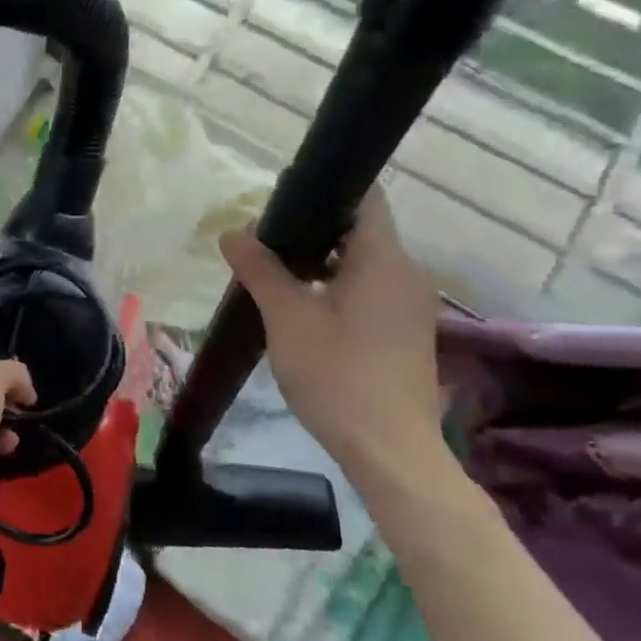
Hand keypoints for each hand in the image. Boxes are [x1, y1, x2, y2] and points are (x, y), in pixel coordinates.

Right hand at [220, 189, 453, 501]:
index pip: (363, 198)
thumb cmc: (337, 374)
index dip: (323, 190)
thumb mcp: (287, 316)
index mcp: (383, 259)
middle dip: (308, 230)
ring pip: (359, 263)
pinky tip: (298, 307)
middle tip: (261, 242)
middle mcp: (405, 273)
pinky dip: (332, 287)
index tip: (279, 202)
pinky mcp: (403, 332)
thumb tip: (233, 231)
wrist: (389, 450)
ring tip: (270, 273)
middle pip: (357, 230)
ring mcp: (408, 305)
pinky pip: (366, 291)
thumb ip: (260, 269)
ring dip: (317, 261)